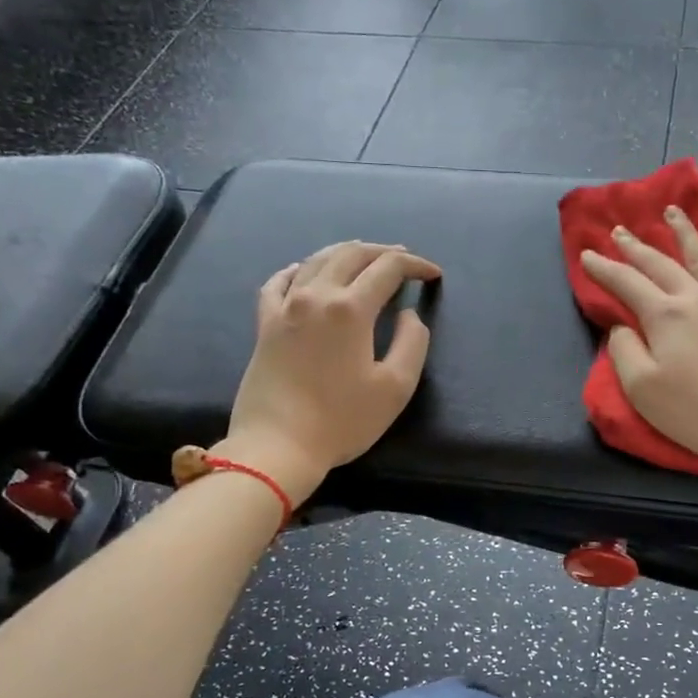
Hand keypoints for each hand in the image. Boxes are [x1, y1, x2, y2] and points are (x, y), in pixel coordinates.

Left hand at [221, 241, 441, 496]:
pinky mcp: (265, 324)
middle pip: (351, 254)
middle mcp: (315, 295)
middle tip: (404, 260)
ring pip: (316, 260)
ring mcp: (285, 307)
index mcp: (350, 308)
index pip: (388, 268)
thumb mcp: (396, 387)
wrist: (277, 446)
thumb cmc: (342, 421)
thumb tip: (408, 315)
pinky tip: (305, 272)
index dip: (415, 264)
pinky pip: (278, 281)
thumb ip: (412, 343)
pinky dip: (299, 268)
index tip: (433, 274)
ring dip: (346, 253)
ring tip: (365, 259)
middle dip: (383, 251)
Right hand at [579, 208, 697, 465]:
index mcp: (663, 316)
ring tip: (670, 212)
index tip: (587, 254)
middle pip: (659, 263)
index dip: (603, 268)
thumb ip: (624, 352)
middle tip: (619, 230)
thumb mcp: (643, 390)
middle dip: (635, 246)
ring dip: (681, 231)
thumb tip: (622, 325)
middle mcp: (695, 296)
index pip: (626, 282)